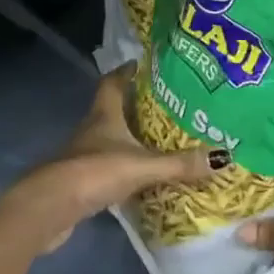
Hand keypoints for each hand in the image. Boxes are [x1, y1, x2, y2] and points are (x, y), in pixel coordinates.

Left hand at [10, 66, 216, 252]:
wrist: (50, 209)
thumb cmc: (95, 172)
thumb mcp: (143, 166)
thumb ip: (179, 164)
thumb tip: (223, 158)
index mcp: (104, 114)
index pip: (114, 82)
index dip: (127, 71)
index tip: (144, 64)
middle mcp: (92, 128)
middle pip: (113, 108)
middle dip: (136, 104)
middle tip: (166, 103)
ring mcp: (84, 155)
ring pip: (110, 137)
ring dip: (130, 137)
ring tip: (159, 138)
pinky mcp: (81, 181)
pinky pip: (108, 165)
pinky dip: (123, 165)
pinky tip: (141, 174)